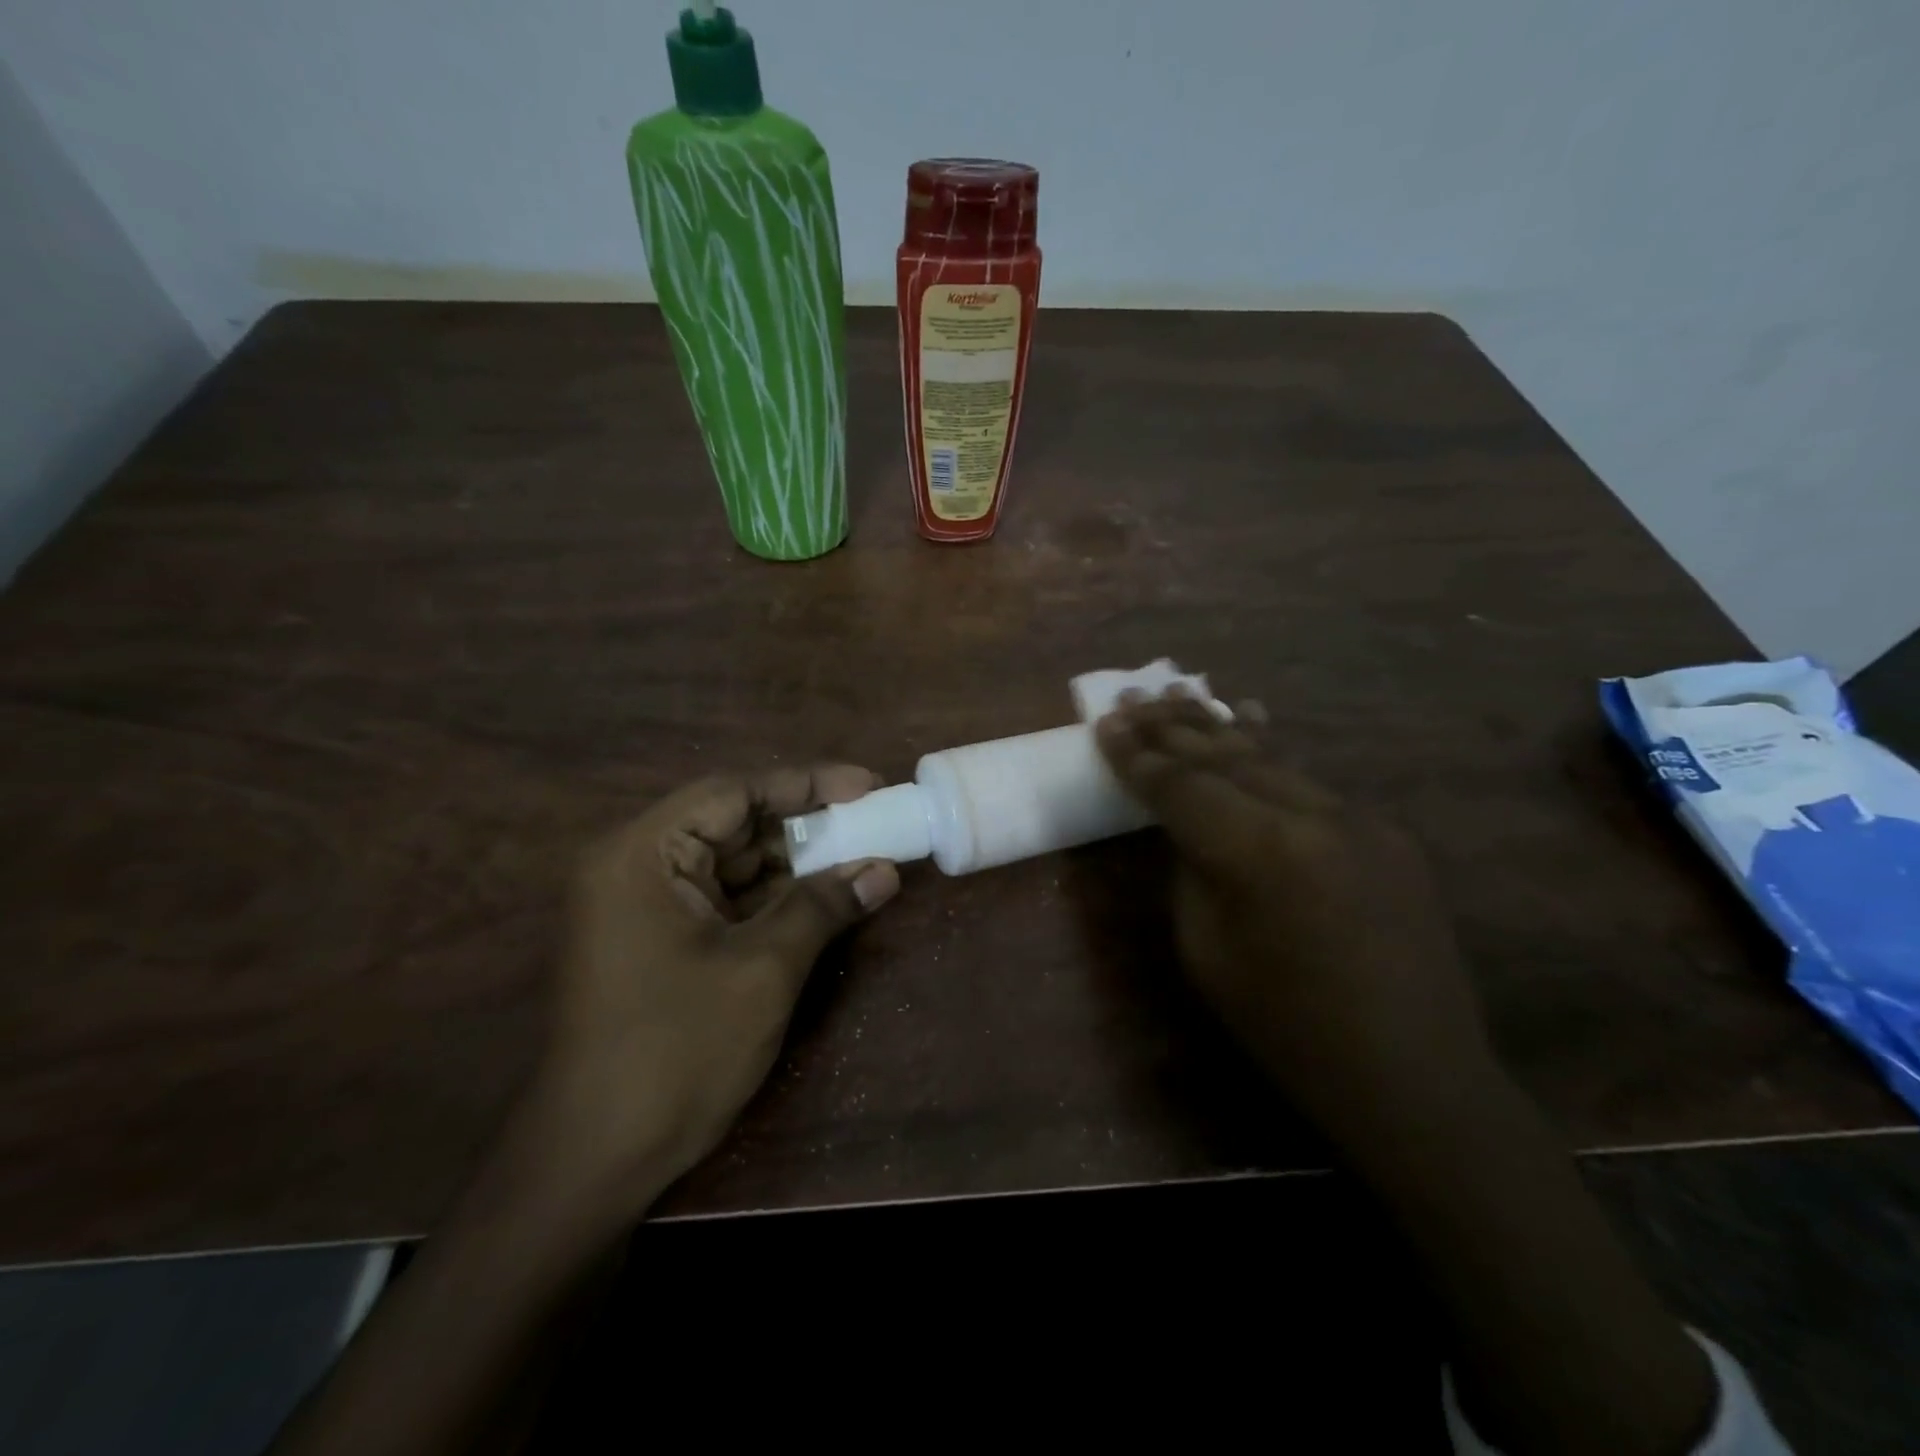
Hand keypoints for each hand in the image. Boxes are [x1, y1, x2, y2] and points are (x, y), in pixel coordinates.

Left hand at [516, 767, 899, 1222]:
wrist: (595, 1162)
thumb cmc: (675, 1052)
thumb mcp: (763, 969)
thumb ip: (823, 906)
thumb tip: (885, 870)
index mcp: (642, 855)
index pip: (733, 793)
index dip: (806, 785)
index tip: (866, 787)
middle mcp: (636, 867)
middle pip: (733, 824)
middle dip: (805, 827)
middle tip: (872, 825)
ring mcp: (644, 907)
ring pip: (734, 863)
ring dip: (795, 865)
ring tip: (862, 859)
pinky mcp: (658, 941)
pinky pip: (726, 900)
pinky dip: (774, 899)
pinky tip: (825, 900)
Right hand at [1095, 692, 1497, 1149]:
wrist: (1412, 1076)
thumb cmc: (1287, 1028)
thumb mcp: (1206, 952)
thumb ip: (1189, 871)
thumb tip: (1185, 826)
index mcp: (1259, 852)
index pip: (1180, 786)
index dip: (1135, 756)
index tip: (1104, 723)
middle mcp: (1312, 815)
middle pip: (1224, 756)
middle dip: (1171, 727)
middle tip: (1132, 697)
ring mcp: (1357, 817)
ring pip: (1270, 757)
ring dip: (1217, 726)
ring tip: (1178, 693)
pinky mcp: (1385, 830)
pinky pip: (1309, 780)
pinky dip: (1268, 750)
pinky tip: (1249, 716)